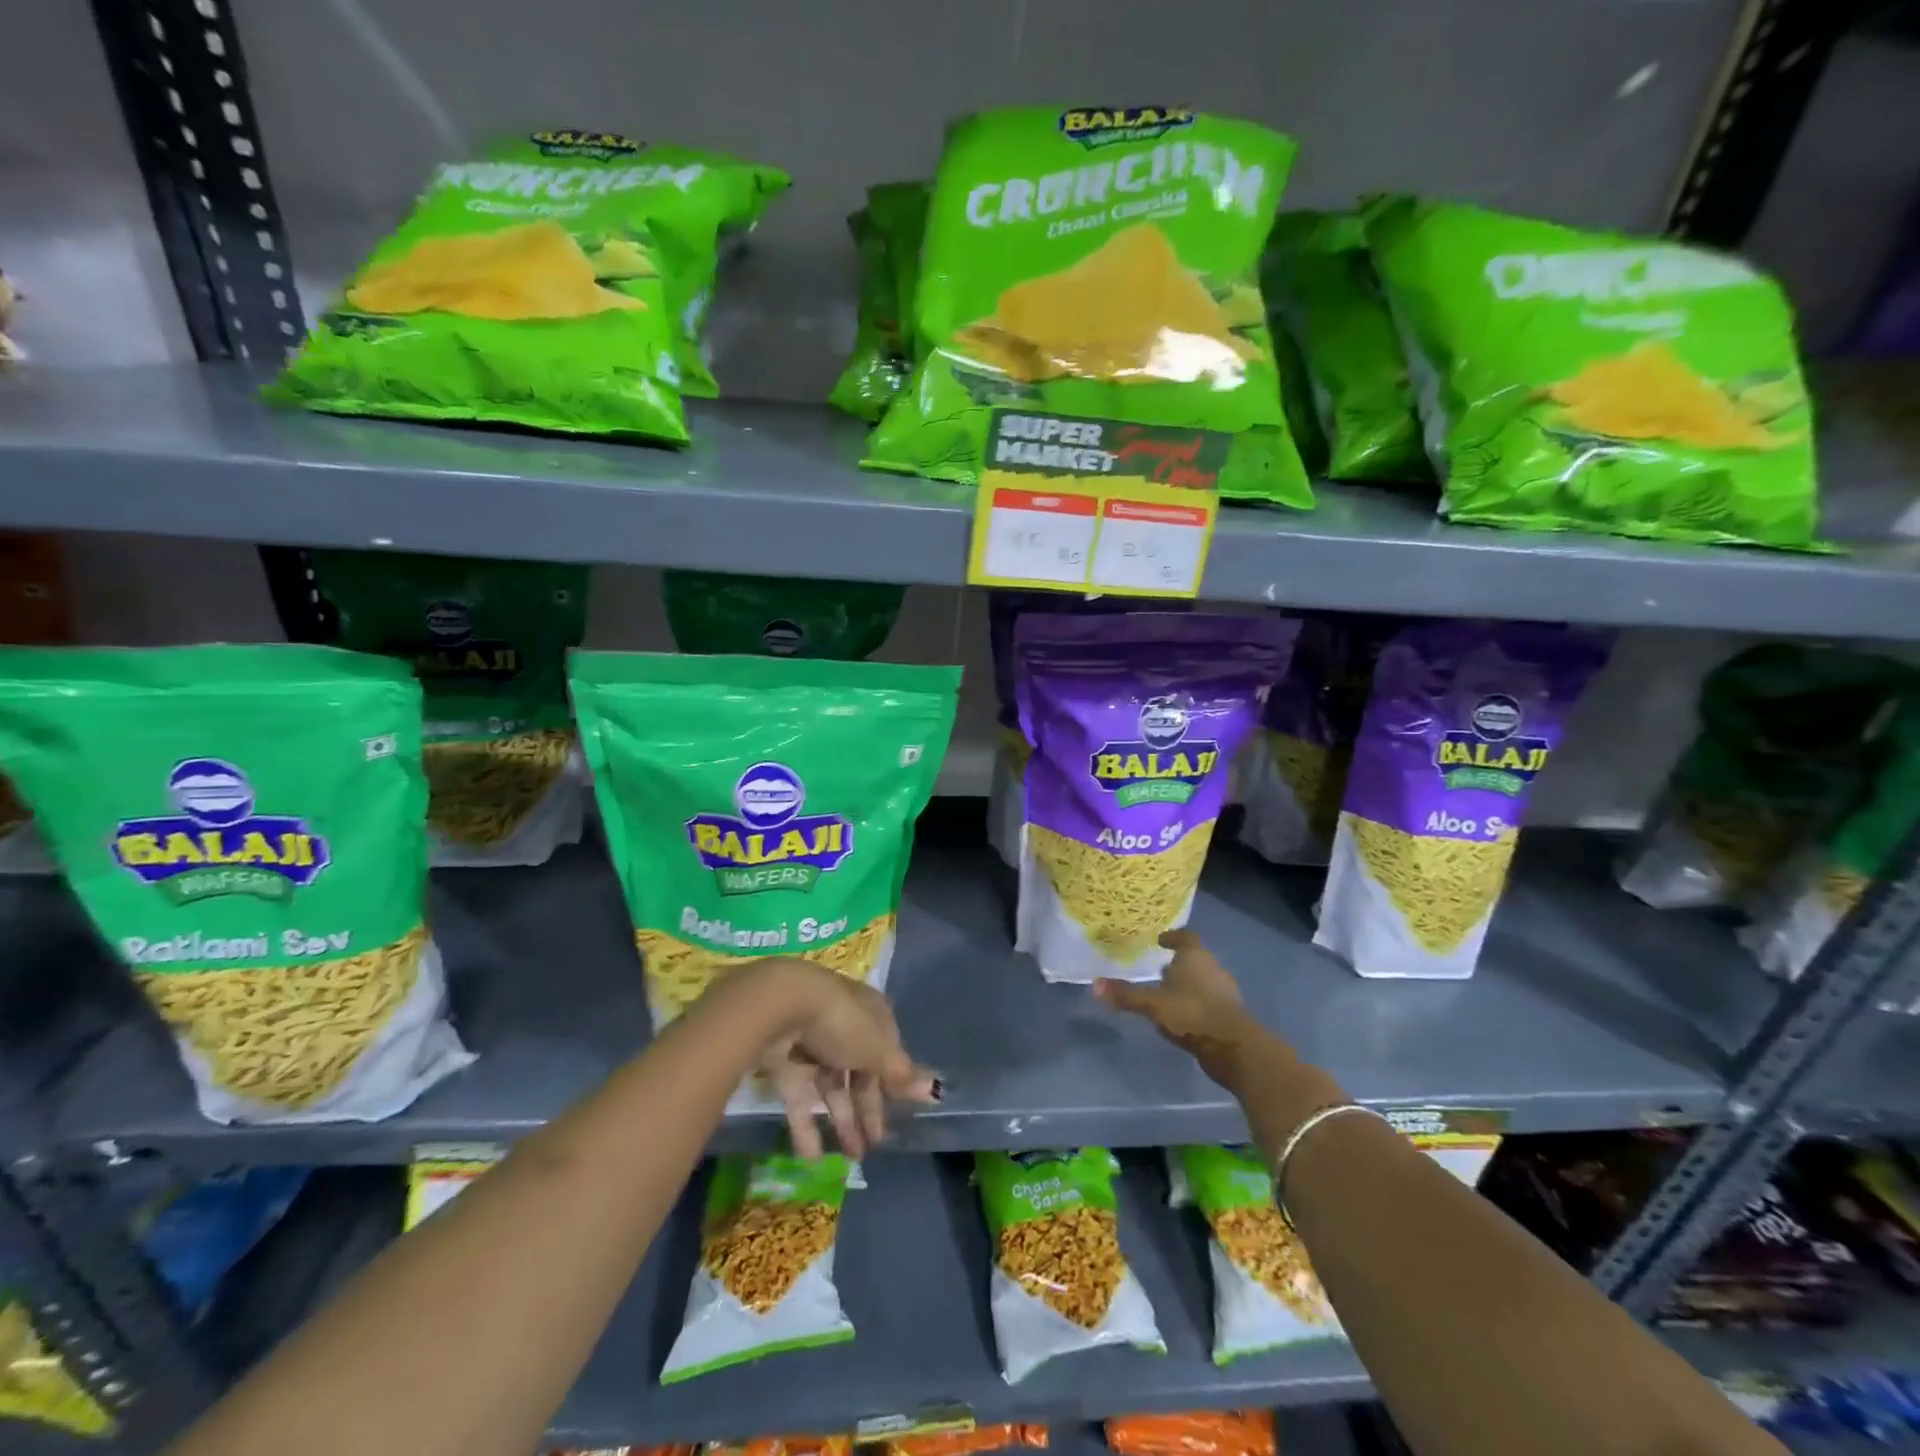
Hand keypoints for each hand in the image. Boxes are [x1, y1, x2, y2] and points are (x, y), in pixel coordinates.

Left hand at [747, 959, 937, 1159]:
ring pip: (830, 1086)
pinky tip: (812, 1158)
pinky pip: (799, 1097)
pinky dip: (805, 1126)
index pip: (887, 1050)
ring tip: (852, 1159)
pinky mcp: (783, 1061)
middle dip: (868, 1109)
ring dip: (841, 1121)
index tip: (899, 1114)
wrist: (782, 1006)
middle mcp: (843, 1026)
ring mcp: (811, 1043)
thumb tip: (936, 1090)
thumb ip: (901, 1075)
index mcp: (871, 1015)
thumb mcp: (878, 1050)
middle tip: (874, 1146)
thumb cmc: (843, 1023)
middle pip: (859, 1071)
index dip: (893, 1082)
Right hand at [1093, 929, 1263, 1089]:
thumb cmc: (1192, 1013)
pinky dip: (1194, 1005)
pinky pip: (1208, 1002)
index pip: (1186, 937)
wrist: (1234, 1048)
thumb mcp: (1153, 1004)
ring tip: (1166, 994)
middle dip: (1178, 963)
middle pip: (1195, 959)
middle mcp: (1213, 969)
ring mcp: (1224, 993)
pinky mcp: (1229, 1016)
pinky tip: (1181, 1017)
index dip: (1173, 937)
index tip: (1160, 940)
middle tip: (1159, 968)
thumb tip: (1094, 984)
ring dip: (1187, 985)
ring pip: (1202, 981)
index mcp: (1196, 957)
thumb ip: (1126, 995)